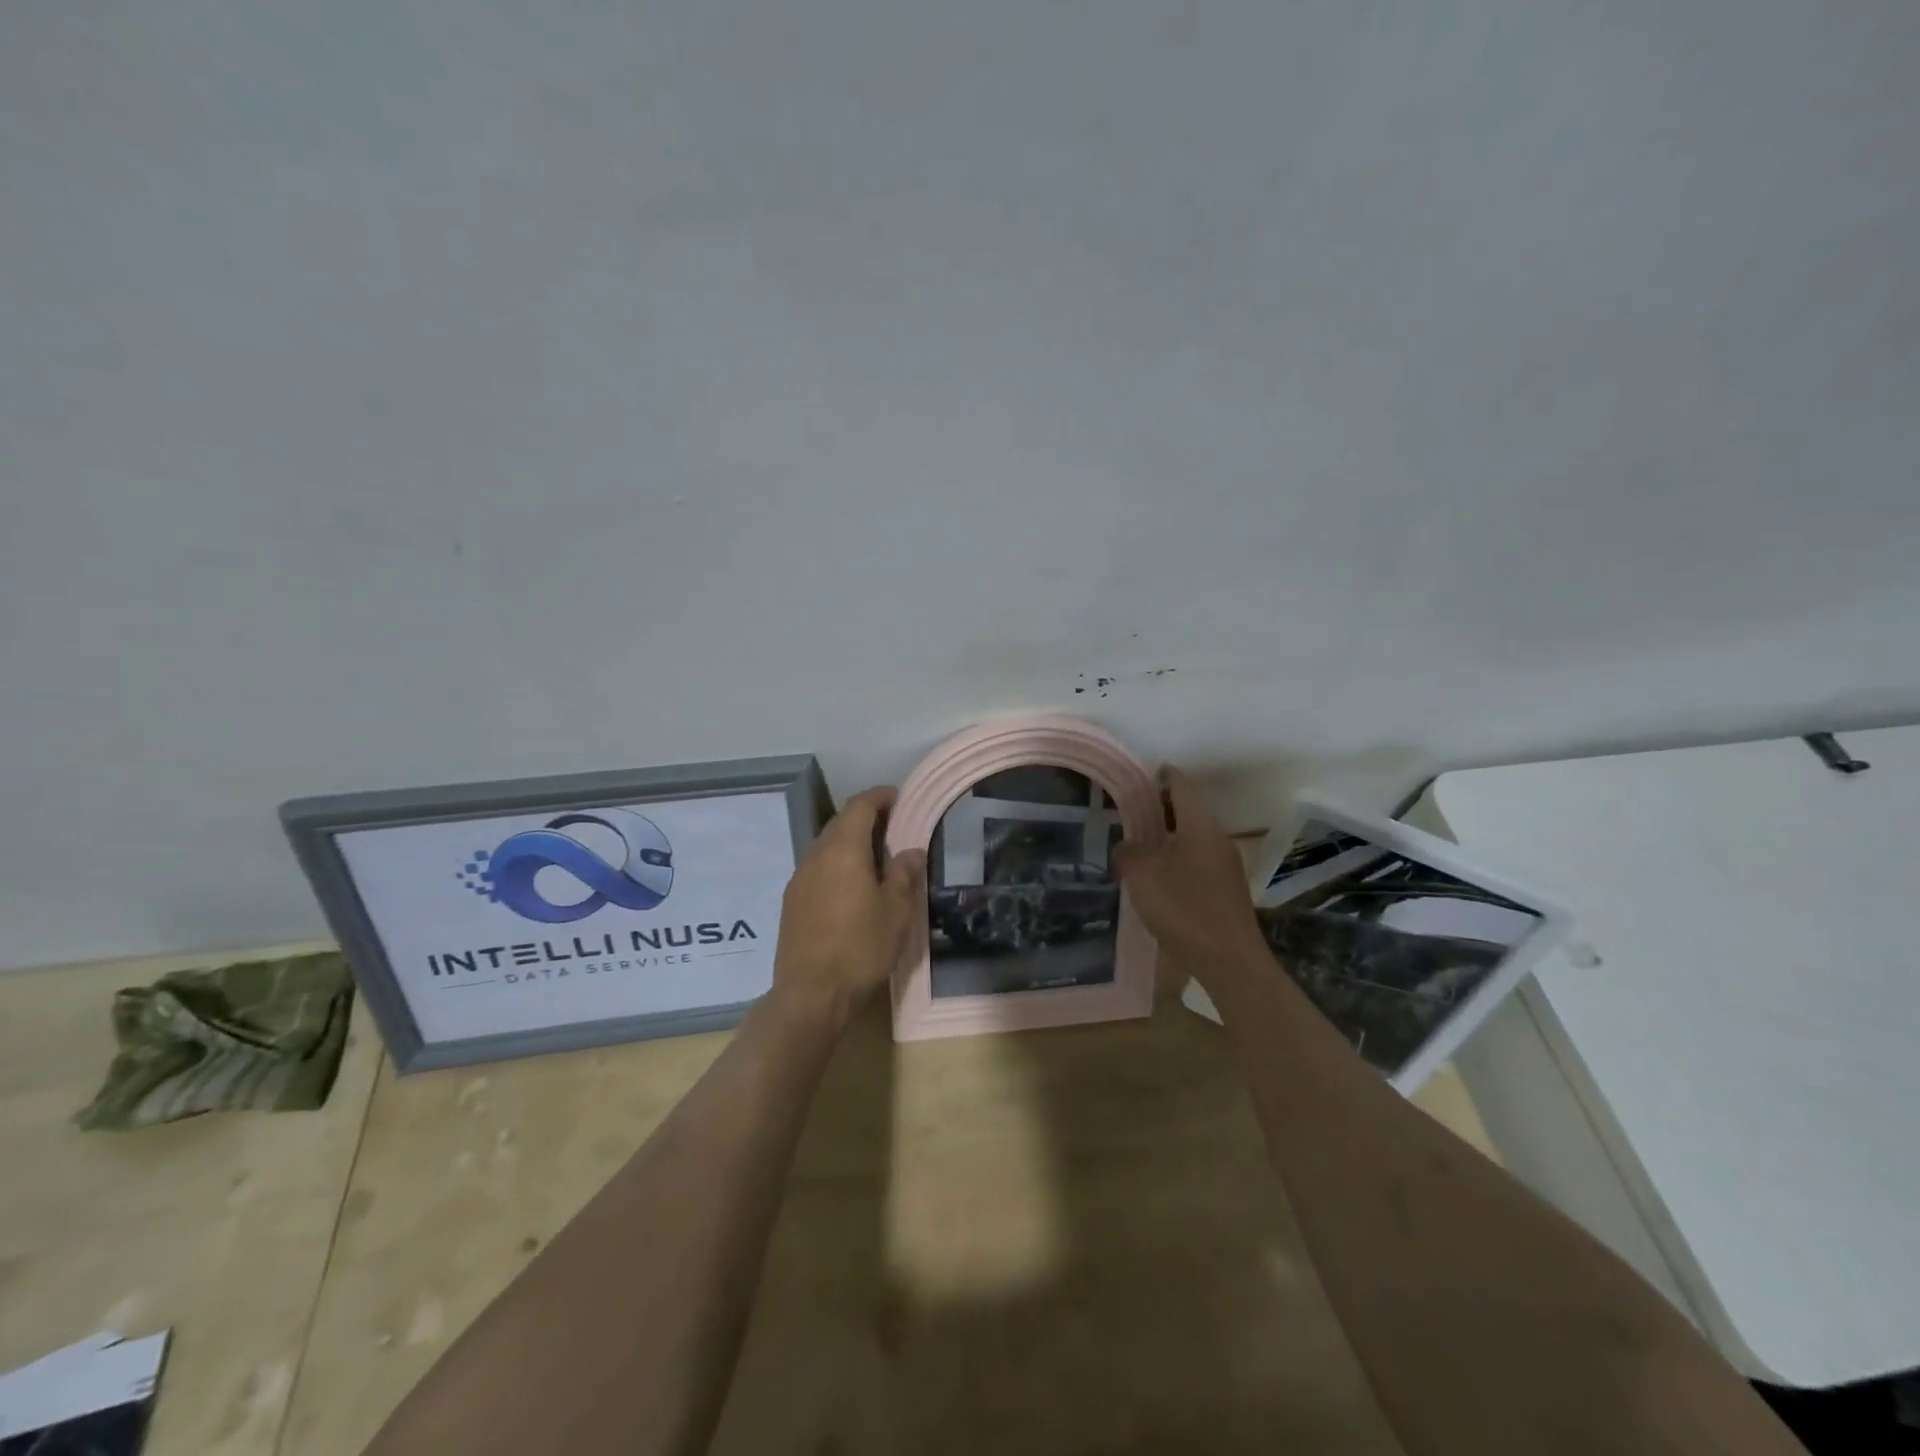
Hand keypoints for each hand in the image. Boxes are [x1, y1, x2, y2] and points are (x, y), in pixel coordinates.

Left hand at [770, 786, 925, 1030]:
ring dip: (849, 841)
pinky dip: (836, 863)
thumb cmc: (861, 948)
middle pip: (840, 822)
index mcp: (843, 850)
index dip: (879, 796)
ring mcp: (799, 878)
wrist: (811, 994)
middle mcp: (816, 856)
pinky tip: (851, 885)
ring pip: (826, 845)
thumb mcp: (896, 912)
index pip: (859, 806)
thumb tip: (910, 850)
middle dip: (865, 817)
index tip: (898, 796)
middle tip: (892, 826)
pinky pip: (817, 867)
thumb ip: (904, 874)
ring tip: (875, 856)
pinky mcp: (792, 901)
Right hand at [1113, 766, 1265, 986]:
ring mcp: (1226, 867)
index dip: (1164, 775)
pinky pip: (1197, 862)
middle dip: (1161, 808)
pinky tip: (1158, 878)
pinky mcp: (1226, 892)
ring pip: (1193, 838)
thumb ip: (1128, 852)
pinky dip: (1177, 859)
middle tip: (1131, 812)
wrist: (1230, 961)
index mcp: (1200, 825)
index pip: (1182, 785)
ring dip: (1168, 837)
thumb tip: (1127, 847)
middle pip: (1188, 811)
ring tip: (1139, 846)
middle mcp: (1217, 839)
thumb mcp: (1142, 875)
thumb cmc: (1184, 908)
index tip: (1145, 773)